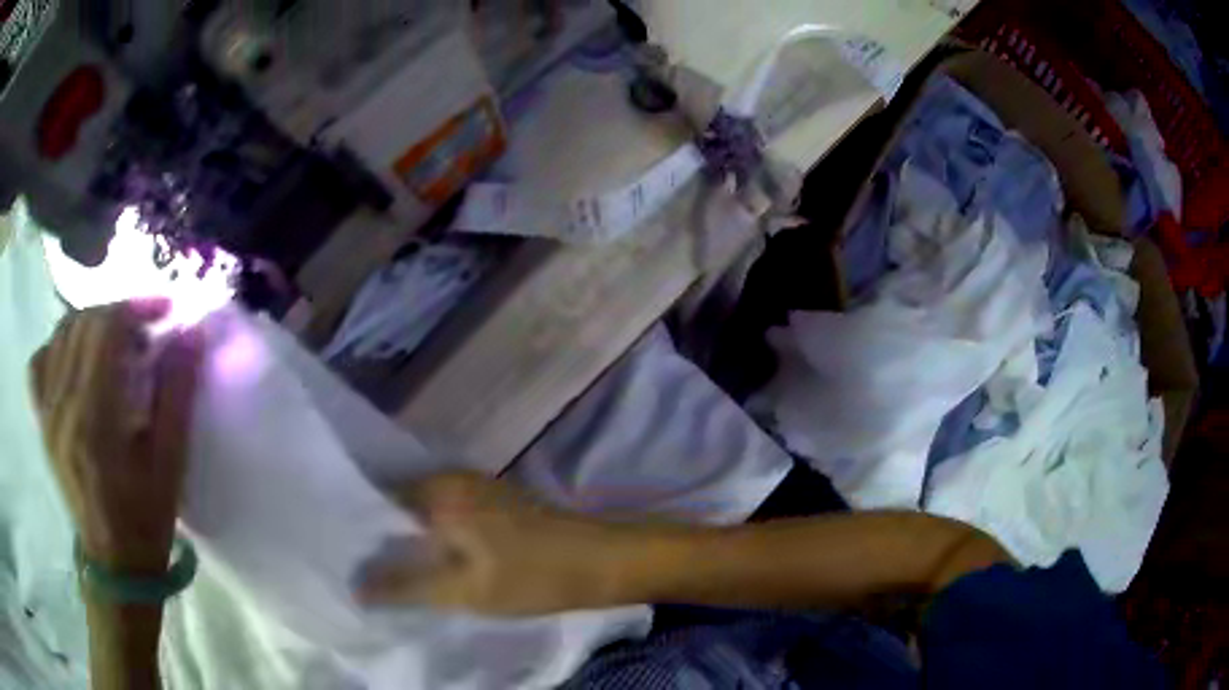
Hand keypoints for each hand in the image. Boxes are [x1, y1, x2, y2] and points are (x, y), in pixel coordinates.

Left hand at [29, 300, 203, 574]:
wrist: (114, 567)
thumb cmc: (145, 522)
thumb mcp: (170, 464)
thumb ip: (178, 394)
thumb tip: (191, 333)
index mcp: (93, 419)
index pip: (106, 328)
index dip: (137, 307)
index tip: (164, 311)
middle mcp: (61, 406)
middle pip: (83, 323)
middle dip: (118, 315)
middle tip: (144, 335)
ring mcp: (46, 414)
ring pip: (61, 334)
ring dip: (91, 326)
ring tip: (113, 347)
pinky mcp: (41, 422)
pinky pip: (40, 362)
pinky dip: (58, 347)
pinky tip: (74, 361)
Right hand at [357, 473, 640, 616]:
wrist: (604, 561)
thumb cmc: (532, 576)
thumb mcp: (463, 590)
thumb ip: (404, 586)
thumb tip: (354, 586)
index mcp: (437, 489)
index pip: (375, 500)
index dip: (357, 530)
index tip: (342, 556)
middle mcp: (451, 477)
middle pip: (398, 505)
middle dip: (380, 537)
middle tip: (360, 569)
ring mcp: (476, 486)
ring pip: (423, 511)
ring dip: (407, 538)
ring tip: (387, 569)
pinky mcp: (494, 502)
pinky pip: (447, 515)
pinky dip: (433, 536)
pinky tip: (429, 561)